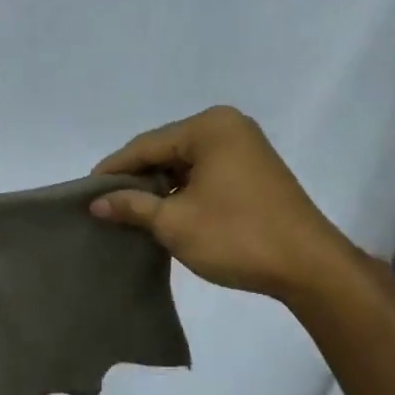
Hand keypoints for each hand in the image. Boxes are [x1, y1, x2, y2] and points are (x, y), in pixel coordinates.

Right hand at [89, 106, 351, 300]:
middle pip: (164, 150)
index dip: (113, 170)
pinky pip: (204, 174)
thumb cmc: (237, 236)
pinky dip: (181, 191)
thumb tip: (95, 203)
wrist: (309, 267)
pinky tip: (162, 212)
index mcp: (209, 127)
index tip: (85, 193)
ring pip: (183, 164)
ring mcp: (244, 148)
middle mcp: (228, 127)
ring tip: (128, 213)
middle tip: (104, 205)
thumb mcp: (175, 222)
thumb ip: (132, 206)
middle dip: (135, 179)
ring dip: (158, 188)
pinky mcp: (253, 171)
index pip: (145, 145)